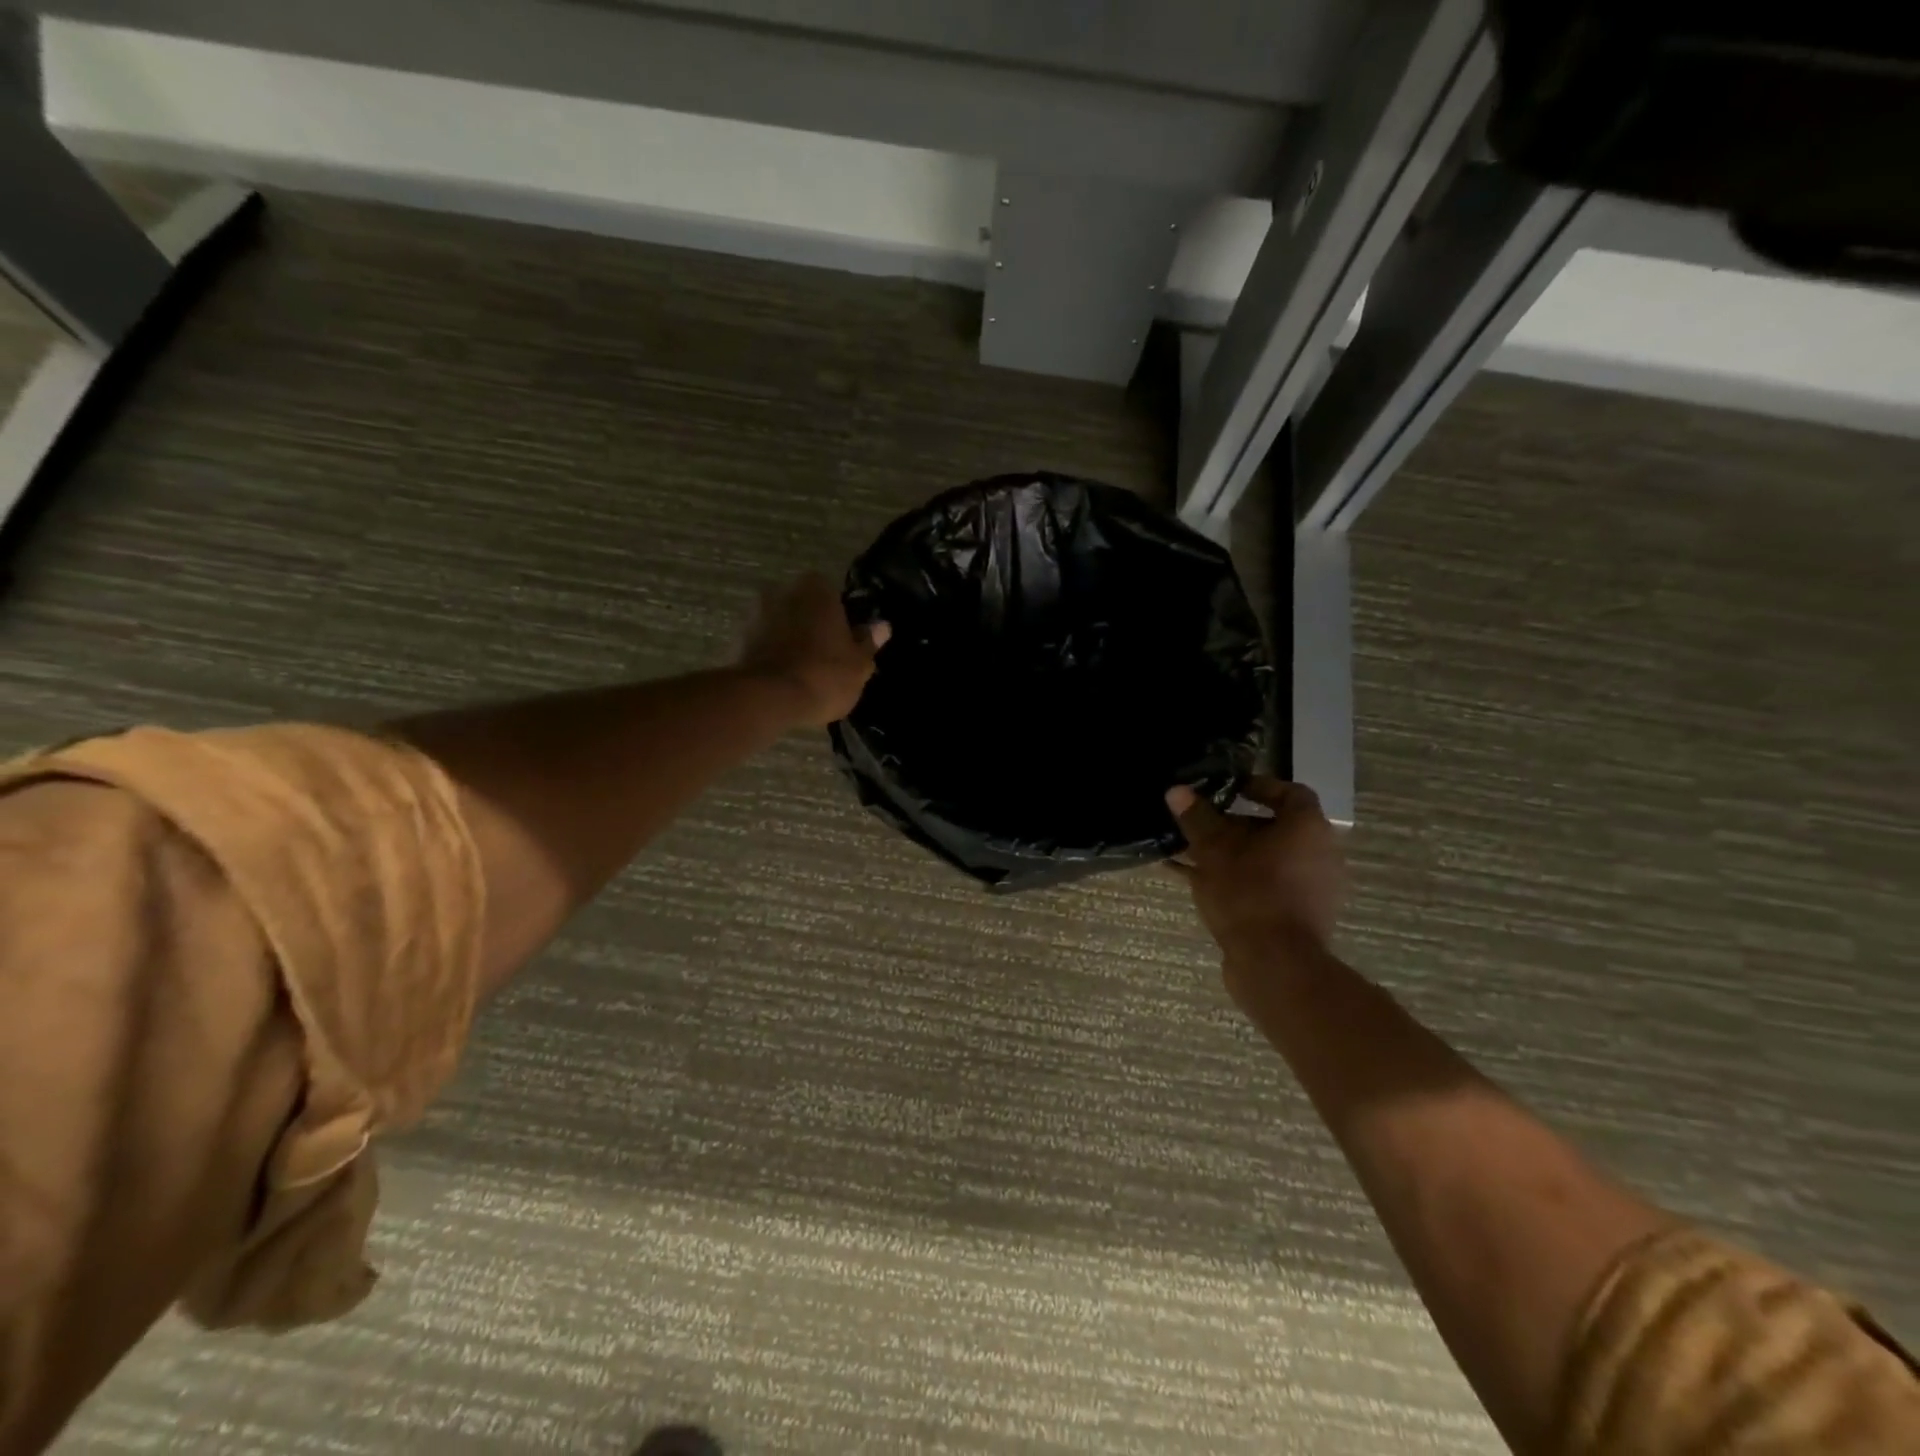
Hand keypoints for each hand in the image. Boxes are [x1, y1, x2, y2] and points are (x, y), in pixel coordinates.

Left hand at [738, 573, 888, 727]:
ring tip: (802, 673)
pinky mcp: (736, 640)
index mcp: (817, 589)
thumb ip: (868, 642)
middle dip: (811, 626)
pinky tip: (782, 681)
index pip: (833, 594)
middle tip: (825, 657)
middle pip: (803, 607)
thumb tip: (882, 626)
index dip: (840, 617)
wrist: (768, 698)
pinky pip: (761, 644)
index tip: (845, 641)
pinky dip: (770, 656)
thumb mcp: (859, 664)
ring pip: (780, 625)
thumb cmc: (824, 675)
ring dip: (788, 640)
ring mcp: (754, 614)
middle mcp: (782, 591)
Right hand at [1165, 777, 1346, 1011]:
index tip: (1228, 790)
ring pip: (1266, 859)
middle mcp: (1319, 853)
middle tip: (1201, 824)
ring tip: (1191, 854)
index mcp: (1307, 828)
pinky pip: (1265, 885)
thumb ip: (1197, 818)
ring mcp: (1312, 888)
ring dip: (1231, 854)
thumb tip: (1177, 790)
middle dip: (1234, 825)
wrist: (1276, 965)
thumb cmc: (1249, 893)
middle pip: (1275, 828)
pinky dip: (1236, 879)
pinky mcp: (1298, 915)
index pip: (1290, 792)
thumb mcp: (1213, 850)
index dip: (1258, 787)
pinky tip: (1195, 883)